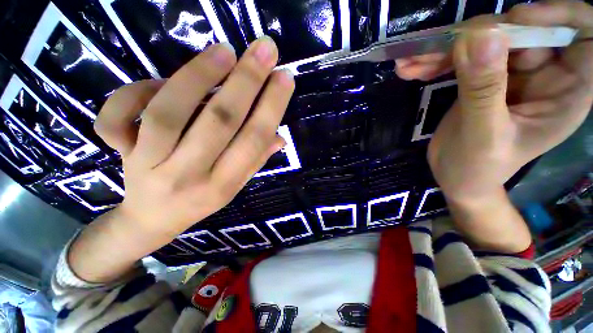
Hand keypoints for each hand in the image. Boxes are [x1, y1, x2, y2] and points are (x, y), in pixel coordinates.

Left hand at [95, 36, 293, 237]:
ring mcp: (149, 165)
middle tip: (265, 48)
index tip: (284, 77)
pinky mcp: (120, 154)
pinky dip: (136, 90)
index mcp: (224, 185)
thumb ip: (256, 159)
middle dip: (247, 81)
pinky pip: (117, 116)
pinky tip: (159, 81)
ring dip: (199, 75)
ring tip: (224, 50)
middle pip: (220, 121)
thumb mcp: (234, 185)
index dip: (271, 106)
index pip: (253, 140)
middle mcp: (190, 175)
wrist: (153, 219)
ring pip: (170, 112)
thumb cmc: (200, 199)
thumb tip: (280, 137)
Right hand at [397, 2, 592, 203]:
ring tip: (408, 62)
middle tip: (433, 47)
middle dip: (477, 34)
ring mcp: (511, 74)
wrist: (457, 178)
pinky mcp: (482, 79)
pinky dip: (434, 62)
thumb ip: (484, 89)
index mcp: (565, 91)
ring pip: (484, 41)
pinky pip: (461, 58)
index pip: (583, 33)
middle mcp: (544, 74)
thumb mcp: (484, 135)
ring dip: (443, 49)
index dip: (557, 15)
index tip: (516, 20)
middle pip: (520, 31)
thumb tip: (479, 34)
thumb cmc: (478, 168)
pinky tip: (410, 69)